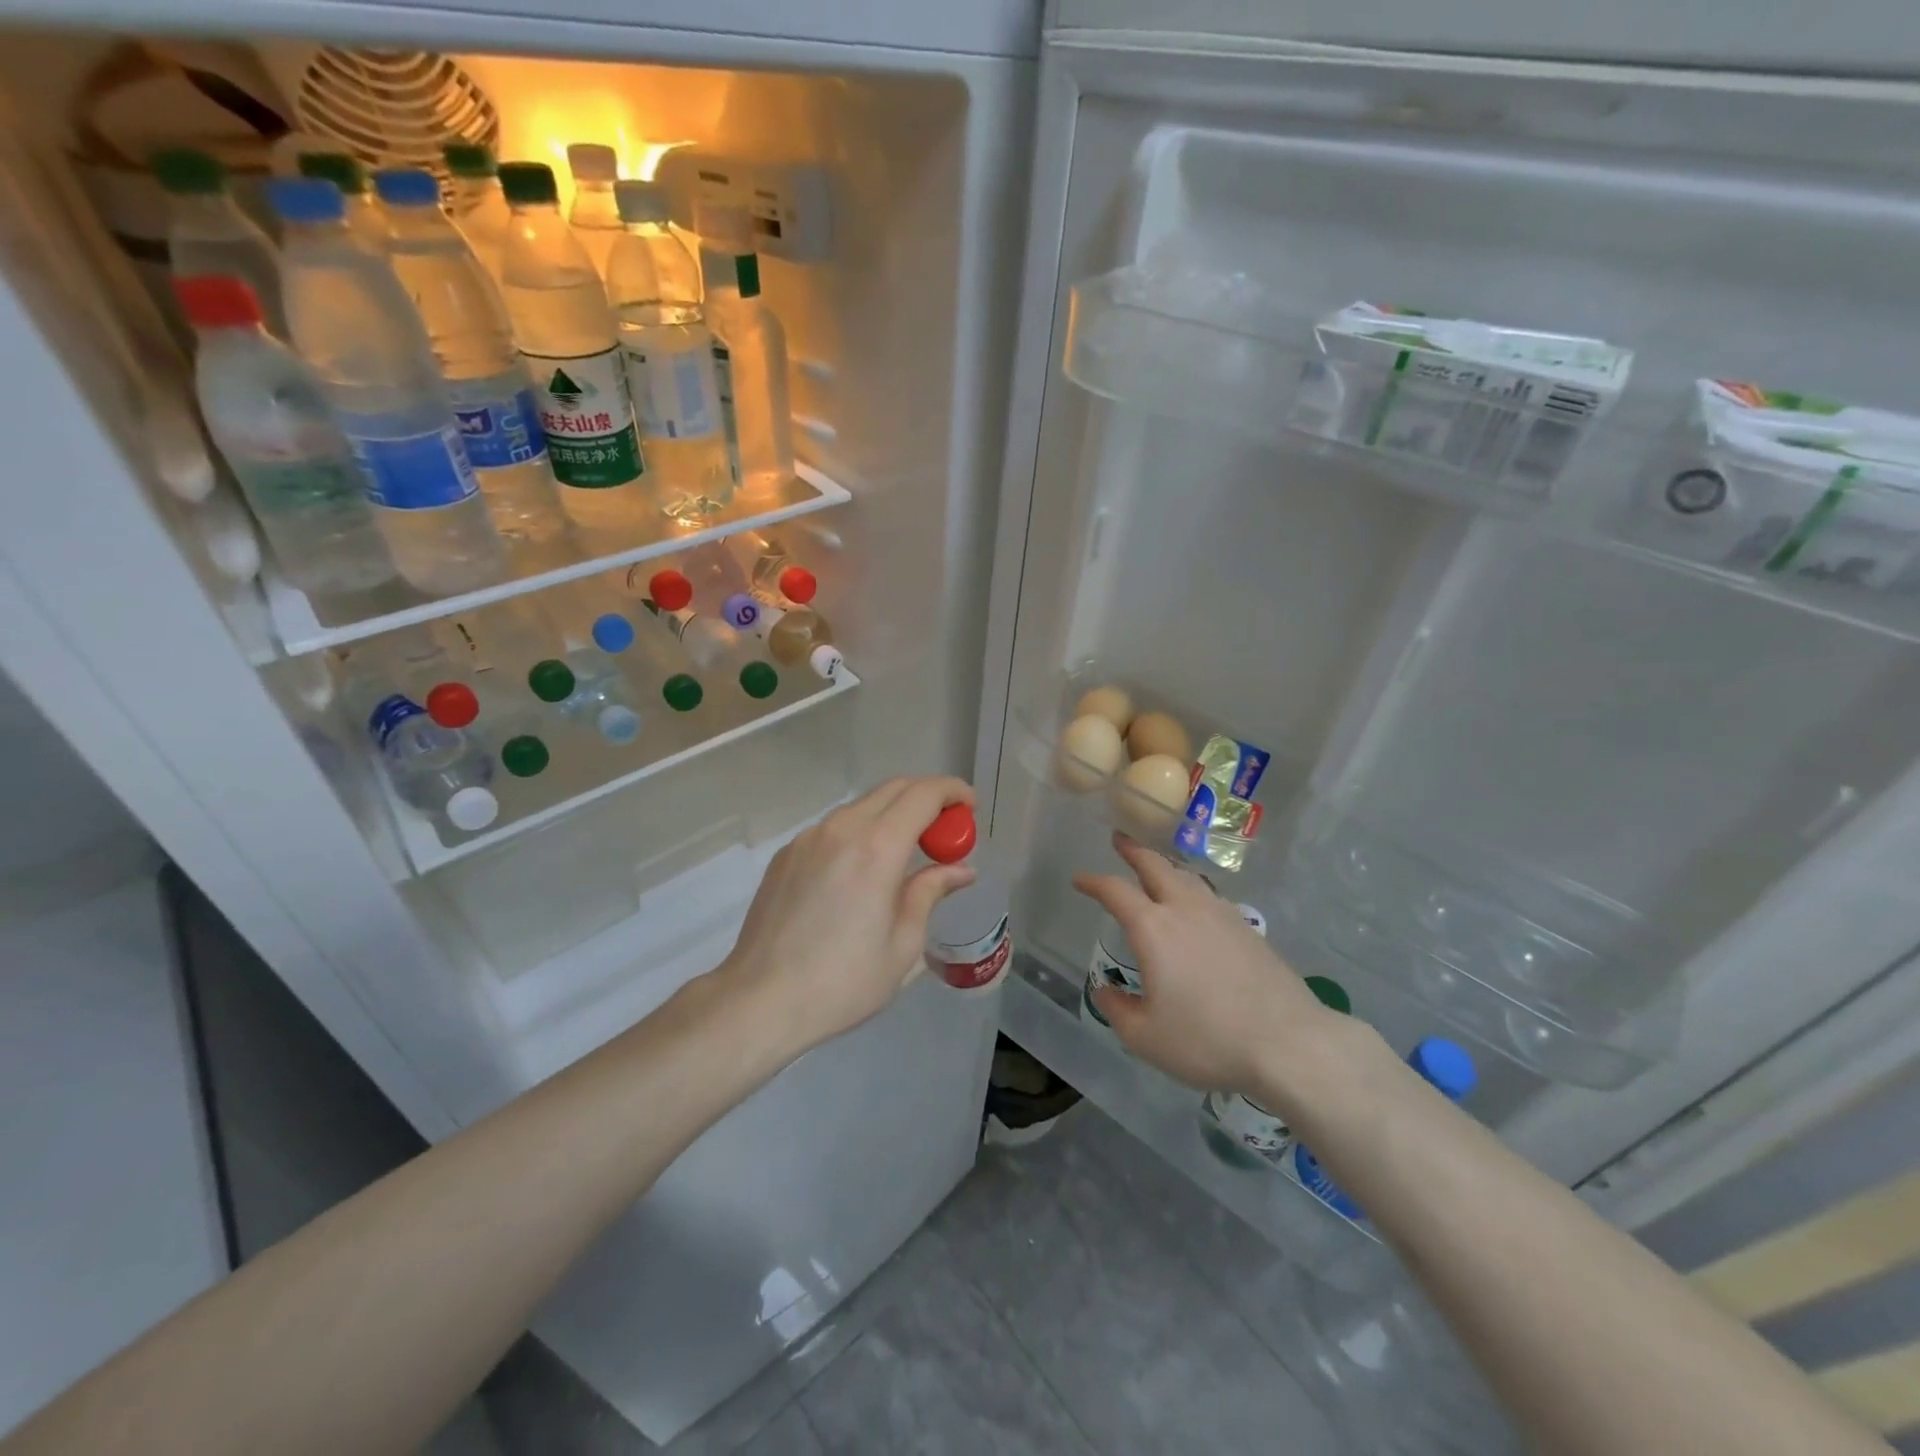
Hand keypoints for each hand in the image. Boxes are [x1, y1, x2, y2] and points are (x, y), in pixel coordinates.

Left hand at [720, 776, 976, 1054]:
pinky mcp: (786, 854)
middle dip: (926, 799)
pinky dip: (860, 833)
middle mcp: (842, 829)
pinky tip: (860, 873)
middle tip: (944, 831)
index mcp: (877, 848)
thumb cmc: (843, 981)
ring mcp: (808, 838)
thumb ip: (930, 892)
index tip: (969, 808)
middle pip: (893, 789)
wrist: (760, 1000)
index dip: (953, 792)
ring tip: (905, 854)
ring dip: (892, 815)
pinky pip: (834, 828)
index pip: (923, 795)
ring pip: (861, 806)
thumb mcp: (903, 943)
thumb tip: (960, 870)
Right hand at [1074, 833, 1332, 1094]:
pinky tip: (1195, 905)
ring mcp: (1221, 915)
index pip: (1115, 891)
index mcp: (1153, 928)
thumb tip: (1105, 990)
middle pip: (1156, 866)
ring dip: (1165, 866)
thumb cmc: (1207, 1039)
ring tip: (1156, 869)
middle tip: (1120, 840)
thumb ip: (1118, 1010)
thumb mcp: (1146, 1037)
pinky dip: (1191, 888)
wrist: (1287, 1042)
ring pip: (1187, 876)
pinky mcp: (1248, 928)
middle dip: (1134, 851)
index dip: (1094, 881)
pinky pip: (1210, 895)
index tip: (1080, 880)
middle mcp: (1185, 909)